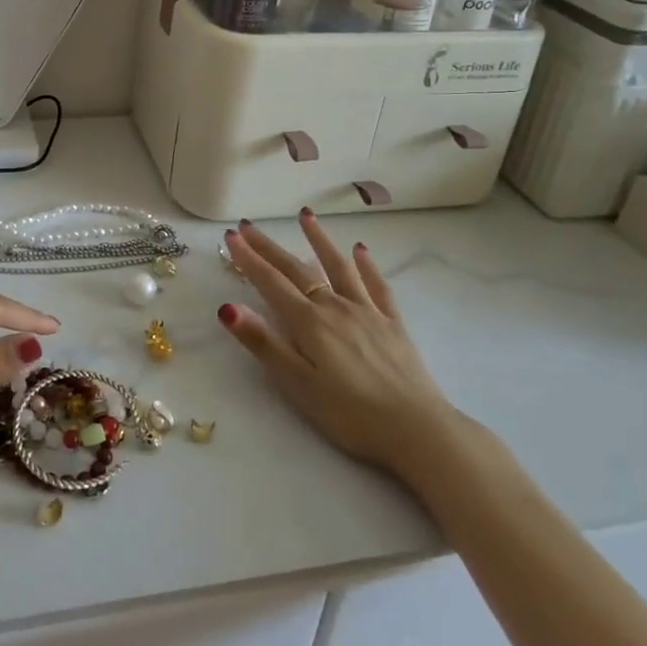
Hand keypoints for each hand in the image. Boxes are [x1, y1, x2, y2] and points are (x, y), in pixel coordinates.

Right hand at [219, 210, 461, 482]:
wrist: (419, 430)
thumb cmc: (351, 415)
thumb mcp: (298, 385)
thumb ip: (264, 343)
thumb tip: (227, 307)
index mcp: (309, 323)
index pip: (270, 282)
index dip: (248, 259)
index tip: (230, 235)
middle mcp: (335, 307)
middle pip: (297, 269)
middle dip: (269, 246)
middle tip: (248, 225)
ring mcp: (367, 312)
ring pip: (338, 267)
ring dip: (319, 239)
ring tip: (305, 215)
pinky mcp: (393, 324)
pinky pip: (377, 286)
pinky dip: (367, 266)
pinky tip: (361, 249)